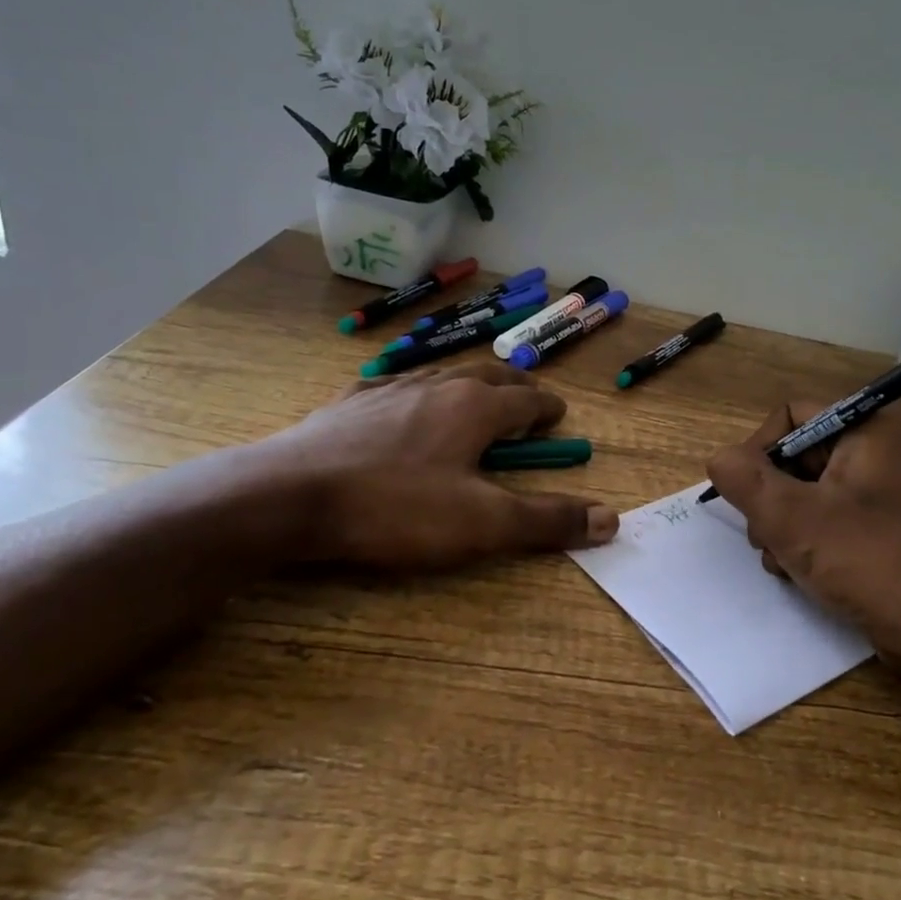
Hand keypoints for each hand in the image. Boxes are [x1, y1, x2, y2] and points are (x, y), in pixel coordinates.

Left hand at [236, 362, 617, 569]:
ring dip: (467, 383)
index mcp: (474, 407)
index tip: (559, 414)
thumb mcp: (482, 524)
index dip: (547, 408)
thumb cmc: (395, 508)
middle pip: (487, 375)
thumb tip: (611, 519)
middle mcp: (437, 386)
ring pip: (441, 375)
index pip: (526, 400)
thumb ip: (547, 520)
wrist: (290, 496)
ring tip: (473, 394)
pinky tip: (402, 402)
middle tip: (527, 396)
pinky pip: (394, 385)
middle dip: (514, 385)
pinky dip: (415, 391)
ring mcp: (388, 389)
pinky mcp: (348, 403)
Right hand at [705, 403, 900, 680]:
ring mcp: (885, 490)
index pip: (792, 415)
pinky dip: (807, 539)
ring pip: (807, 491)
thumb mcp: (792, 517)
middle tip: (765, 537)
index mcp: (868, 430)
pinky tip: (799, 572)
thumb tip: (720, 458)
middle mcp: (880, 450)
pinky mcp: (885, 526)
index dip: (760, 449)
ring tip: (782, 561)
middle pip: (797, 456)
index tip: (748, 493)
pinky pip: (830, 516)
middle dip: (770, 498)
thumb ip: (744, 479)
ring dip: (782, 524)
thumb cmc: (868, 561)